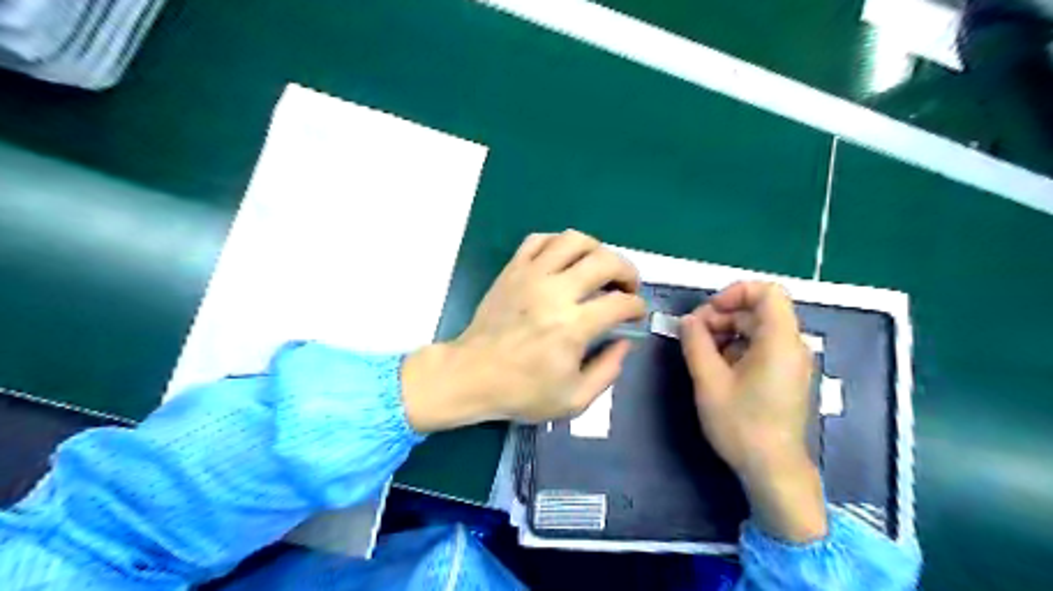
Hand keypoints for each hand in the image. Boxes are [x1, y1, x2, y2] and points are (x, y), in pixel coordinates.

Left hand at [403, 231, 645, 434]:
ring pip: (574, 240)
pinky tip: (564, 260)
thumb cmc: (522, 391)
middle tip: (626, 287)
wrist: (471, 375)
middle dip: (628, 271)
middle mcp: (555, 292)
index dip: (637, 307)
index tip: (635, 314)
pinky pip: (540, 240)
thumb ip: (608, 370)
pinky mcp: (512, 270)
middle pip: (605, 261)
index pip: (621, 302)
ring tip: (598, 268)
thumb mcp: (575, 399)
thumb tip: (625, 342)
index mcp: (573, 326)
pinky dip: (559, 244)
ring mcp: (531, 275)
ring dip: (597, 249)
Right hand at [680, 283, 825, 541]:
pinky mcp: (786, 376)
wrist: (773, 470)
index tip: (708, 312)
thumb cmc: (741, 424)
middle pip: (758, 311)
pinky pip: (762, 347)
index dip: (735, 293)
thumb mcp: (709, 381)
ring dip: (727, 332)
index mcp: (780, 341)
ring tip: (700, 353)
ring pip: (758, 329)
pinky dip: (738, 348)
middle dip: (723, 315)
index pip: (767, 291)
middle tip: (693, 336)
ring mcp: (791, 362)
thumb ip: (695, 343)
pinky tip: (717, 367)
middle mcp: (793, 346)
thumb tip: (687, 320)